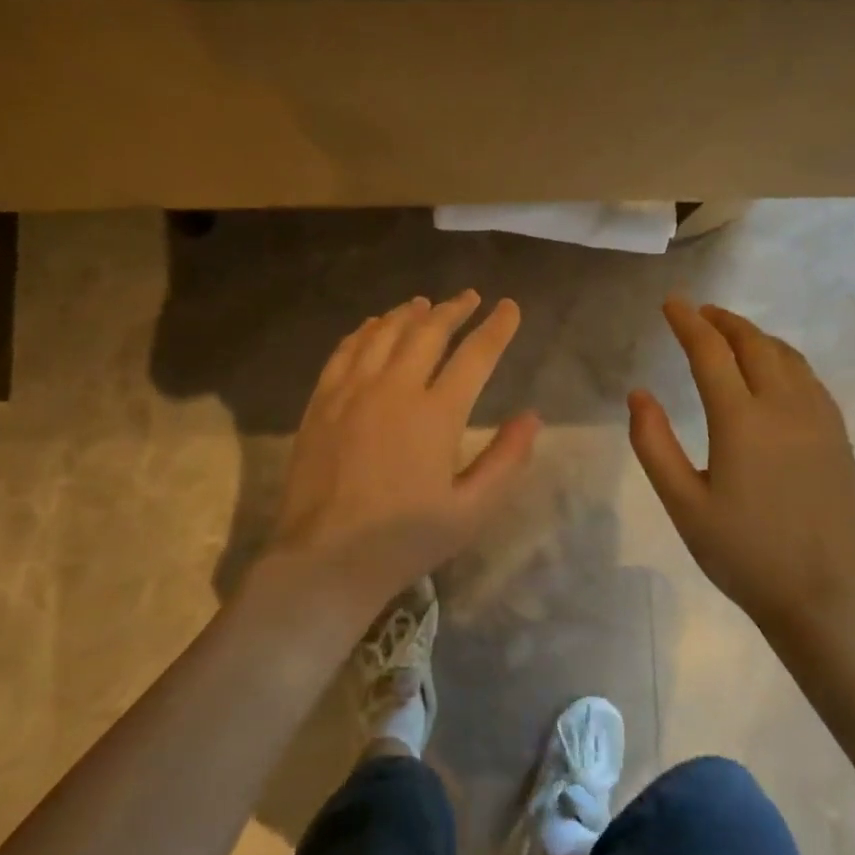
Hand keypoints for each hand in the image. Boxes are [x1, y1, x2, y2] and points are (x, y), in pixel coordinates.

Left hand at [266, 291, 540, 614]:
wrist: (326, 557)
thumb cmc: (405, 539)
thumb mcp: (471, 511)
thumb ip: (506, 460)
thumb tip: (532, 417)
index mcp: (436, 414)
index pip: (475, 356)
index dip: (497, 328)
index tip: (509, 308)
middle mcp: (394, 389)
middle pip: (428, 332)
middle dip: (454, 310)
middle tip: (470, 297)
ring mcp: (352, 391)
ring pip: (384, 334)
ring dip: (409, 313)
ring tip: (426, 304)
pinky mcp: (322, 402)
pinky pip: (345, 351)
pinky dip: (365, 331)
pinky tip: (373, 326)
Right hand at [629, 297, 854, 629]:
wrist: (823, 595)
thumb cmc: (743, 553)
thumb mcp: (683, 504)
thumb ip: (654, 444)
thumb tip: (639, 394)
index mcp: (741, 421)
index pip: (710, 352)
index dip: (687, 322)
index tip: (670, 303)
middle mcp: (784, 407)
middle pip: (753, 343)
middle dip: (722, 321)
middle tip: (697, 313)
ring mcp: (818, 418)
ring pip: (786, 355)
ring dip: (754, 335)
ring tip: (729, 334)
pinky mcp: (837, 435)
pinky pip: (808, 377)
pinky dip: (782, 357)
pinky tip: (771, 369)